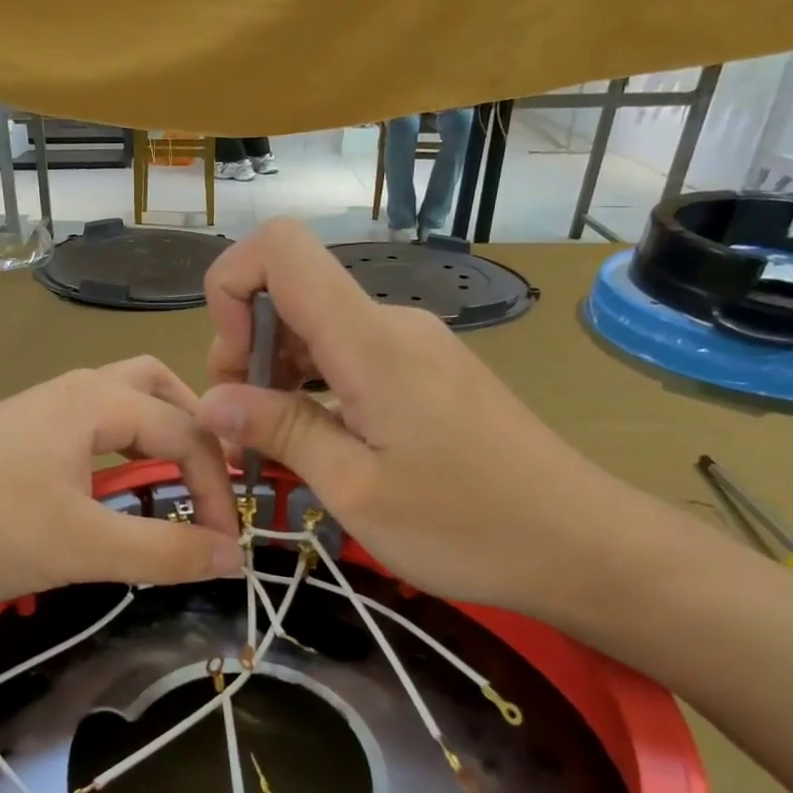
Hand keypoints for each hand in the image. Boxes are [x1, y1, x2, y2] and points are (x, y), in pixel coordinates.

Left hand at [0, 356, 242, 607]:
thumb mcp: (82, 546)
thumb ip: (164, 550)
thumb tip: (234, 557)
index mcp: (94, 401)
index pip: (185, 432)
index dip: (218, 489)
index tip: (228, 545)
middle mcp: (69, 391)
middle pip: (154, 386)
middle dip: (194, 428)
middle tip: (211, 479)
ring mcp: (35, 411)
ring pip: (117, 402)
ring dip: (154, 432)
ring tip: (169, 478)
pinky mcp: (12, 438)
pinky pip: (86, 426)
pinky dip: (117, 447)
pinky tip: (107, 489)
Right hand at [196, 222, 648, 622]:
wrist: (582, 544)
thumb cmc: (466, 525)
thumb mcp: (356, 489)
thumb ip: (281, 431)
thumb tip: (211, 400)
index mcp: (369, 340)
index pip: (280, 248)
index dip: (231, 288)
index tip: (230, 369)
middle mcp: (392, 324)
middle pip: (293, 294)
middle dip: (247, 353)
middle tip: (245, 434)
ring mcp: (416, 346)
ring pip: (320, 331)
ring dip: (280, 378)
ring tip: (277, 449)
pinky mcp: (430, 372)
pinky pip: (353, 359)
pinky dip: (316, 390)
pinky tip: (322, 445)